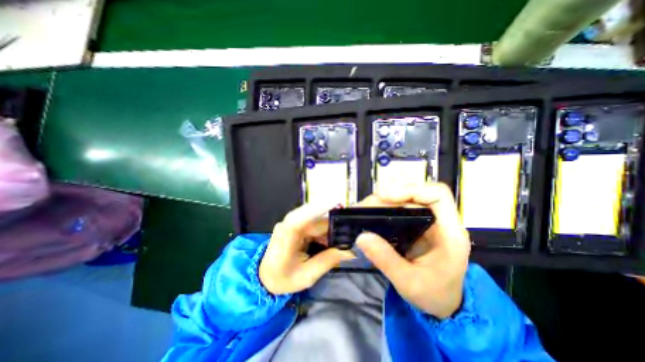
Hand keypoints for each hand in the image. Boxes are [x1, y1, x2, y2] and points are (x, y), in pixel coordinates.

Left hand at [259, 204, 354, 293]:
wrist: (265, 277)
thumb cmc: (282, 279)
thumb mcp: (307, 276)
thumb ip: (328, 260)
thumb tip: (351, 250)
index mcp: (286, 237)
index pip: (300, 218)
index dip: (317, 208)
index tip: (336, 201)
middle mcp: (288, 224)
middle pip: (316, 219)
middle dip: (335, 226)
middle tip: (352, 235)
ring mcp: (292, 223)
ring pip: (317, 221)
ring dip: (330, 230)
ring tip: (343, 242)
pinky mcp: (296, 224)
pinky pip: (315, 225)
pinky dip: (324, 233)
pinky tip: (331, 242)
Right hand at [356, 184, 471, 318]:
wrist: (443, 305)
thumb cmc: (433, 295)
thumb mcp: (408, 282)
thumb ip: (386, 260)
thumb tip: (361, 236)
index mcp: (449, 233)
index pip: (438, 195)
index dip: (411, 190)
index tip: (385, 197)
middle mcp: (440, 222)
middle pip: (416, 195)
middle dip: (388, 196)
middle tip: (365, 206)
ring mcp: (428, 222)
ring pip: (406, 200)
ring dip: (384, 201)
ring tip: (365, 209)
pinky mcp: (418, 225)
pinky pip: (401, 209)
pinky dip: (385, 208)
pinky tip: (373, 214)